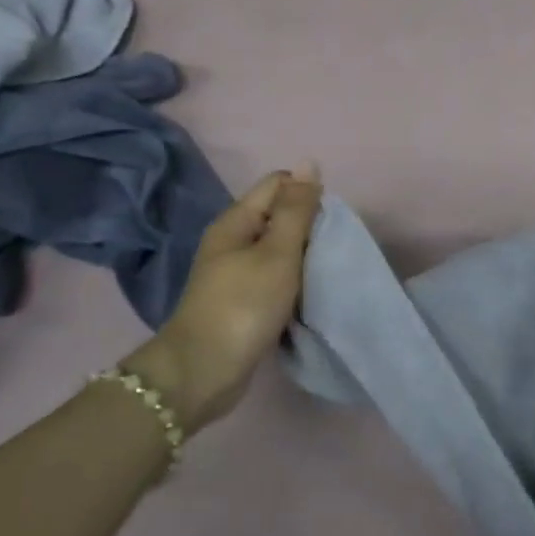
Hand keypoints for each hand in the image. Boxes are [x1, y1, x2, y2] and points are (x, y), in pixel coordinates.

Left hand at [123, 165, 321, 433]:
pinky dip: (295, 281)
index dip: (307, 194)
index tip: (328, 223)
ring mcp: (236, 273)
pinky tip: (309, 293)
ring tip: (325, 272)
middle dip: (309, 227)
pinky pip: (276, 277)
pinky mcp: (243, 301)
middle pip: (280, 216)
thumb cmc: (243, 305)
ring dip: (304, 257)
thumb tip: (310, 163)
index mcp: (236, 221)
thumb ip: (296, 210)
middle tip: (331, 251)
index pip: (278, 184)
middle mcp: (233, 241)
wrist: (204, 372)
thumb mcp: (277, 253)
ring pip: (280, 249)